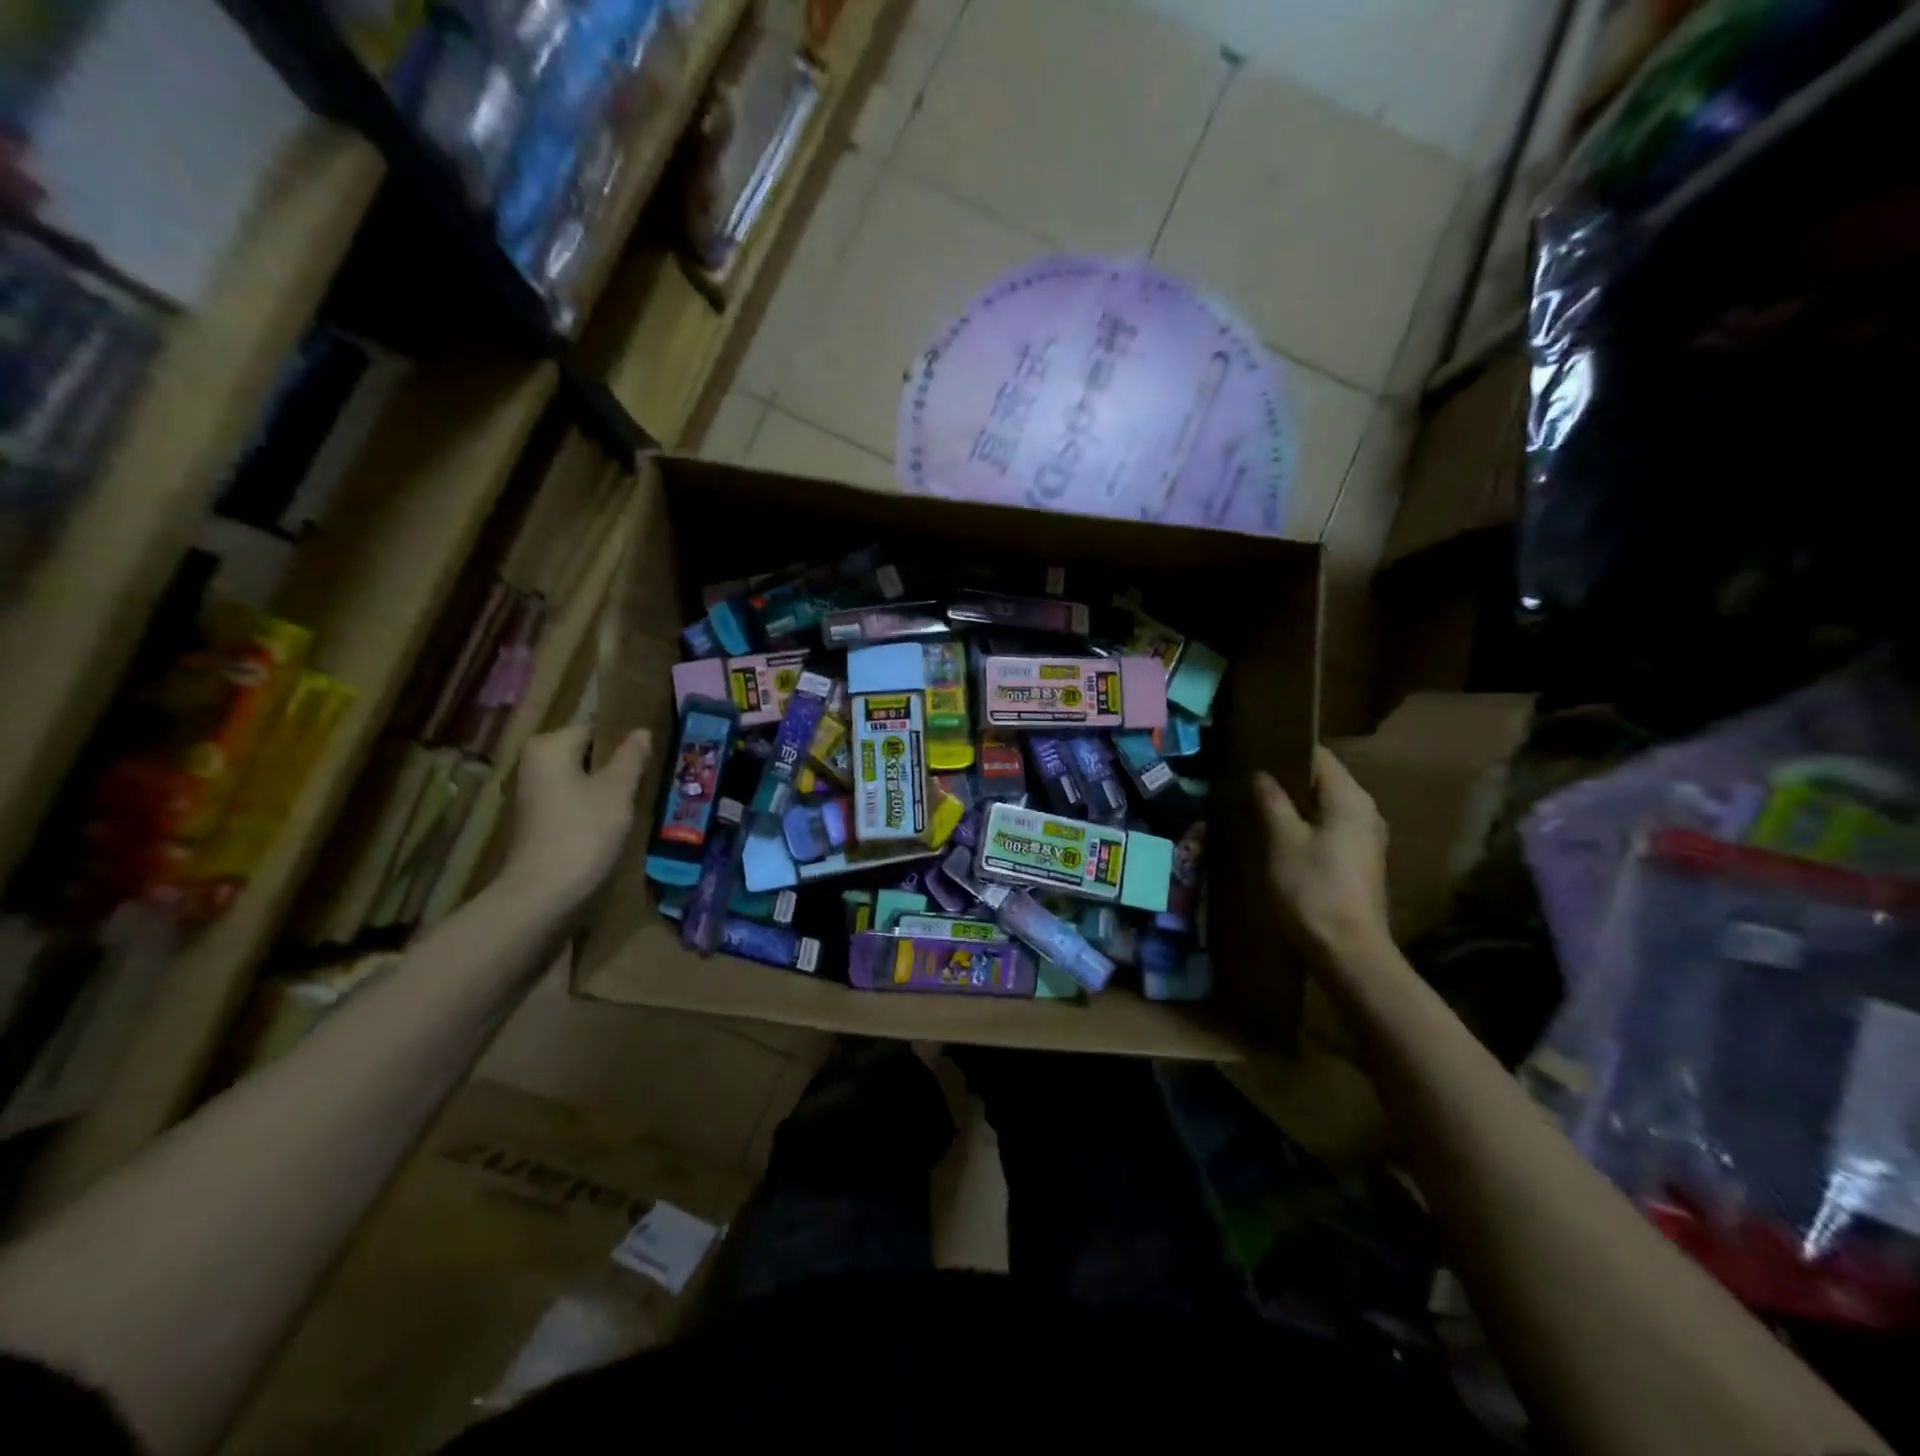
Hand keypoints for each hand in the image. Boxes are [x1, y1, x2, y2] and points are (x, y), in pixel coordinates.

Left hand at [500, 725, 649, 911]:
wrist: (543, 894)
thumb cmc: (584, 832)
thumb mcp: (617, 790)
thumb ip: (631, 757)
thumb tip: (642, 732)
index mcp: (549, 746)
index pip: (595, 728)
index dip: (625, 740)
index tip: (653, 755)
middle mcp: (534, 764)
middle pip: (587, 754)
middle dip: (617, 765)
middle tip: (652, 776)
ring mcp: (533, 794)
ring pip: (581, 779)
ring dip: (608, 788)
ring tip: (641, 798)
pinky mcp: (538, 821)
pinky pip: (574, 802)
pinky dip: (594, 807)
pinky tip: (617, 821)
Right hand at [1255, 747, 1391, 964]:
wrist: (1349, 952)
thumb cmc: (1312, 889)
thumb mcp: (1282, 841)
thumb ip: (1271, 801)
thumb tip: (1261, 774)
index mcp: (1351, 799)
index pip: (1320, 757)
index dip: (1287, 751)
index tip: (1255, 751)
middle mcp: (1366, 811)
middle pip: (1324, 781)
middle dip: (1288, 778)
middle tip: (1249, 779)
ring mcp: (1367, 838)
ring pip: (1326, 806)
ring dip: (1295, 804)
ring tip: (1257, 805)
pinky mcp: (1360, 861)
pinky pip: (1330, 828)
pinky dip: (1306, 825)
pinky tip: (1279, 835)